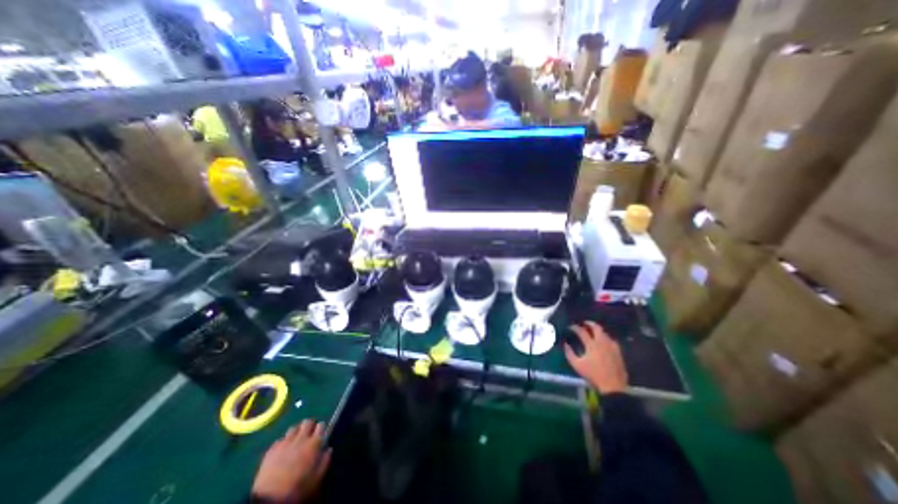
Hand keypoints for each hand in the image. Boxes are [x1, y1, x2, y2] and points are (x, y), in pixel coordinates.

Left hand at [249, 417, 331, 503]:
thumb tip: (328, 449)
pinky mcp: (271, 450)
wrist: (270, 501)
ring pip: (293, 428)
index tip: (321, 435)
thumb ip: (325, 460)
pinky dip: (283, 442)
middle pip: (307, 422)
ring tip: (296, 441)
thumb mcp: (317, 478)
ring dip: (297, 432)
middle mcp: (301, 438)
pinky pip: (280, 439)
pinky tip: (283, 451)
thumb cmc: (298, 489)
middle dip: (310, 426)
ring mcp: (285, 443)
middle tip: (309, 435)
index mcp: (314, 443)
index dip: (321, 429)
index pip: (321, 425)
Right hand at [563, 324, 625, 394]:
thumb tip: (565, 344)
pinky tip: (603, 341)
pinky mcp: (618, 352)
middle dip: (590, 323)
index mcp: (592, 345)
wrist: (613, 386)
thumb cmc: (593, 375)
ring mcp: (612, 346)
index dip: (575, 328)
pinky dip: (605, 337)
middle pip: (597, 328)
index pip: (582, 331)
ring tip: (593, 331)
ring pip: (605, 333)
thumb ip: (569, 353)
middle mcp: (602, 342)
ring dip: (598, 330)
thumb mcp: (577, 365)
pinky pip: (611, 340)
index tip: (571, 327)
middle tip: (584, 323)